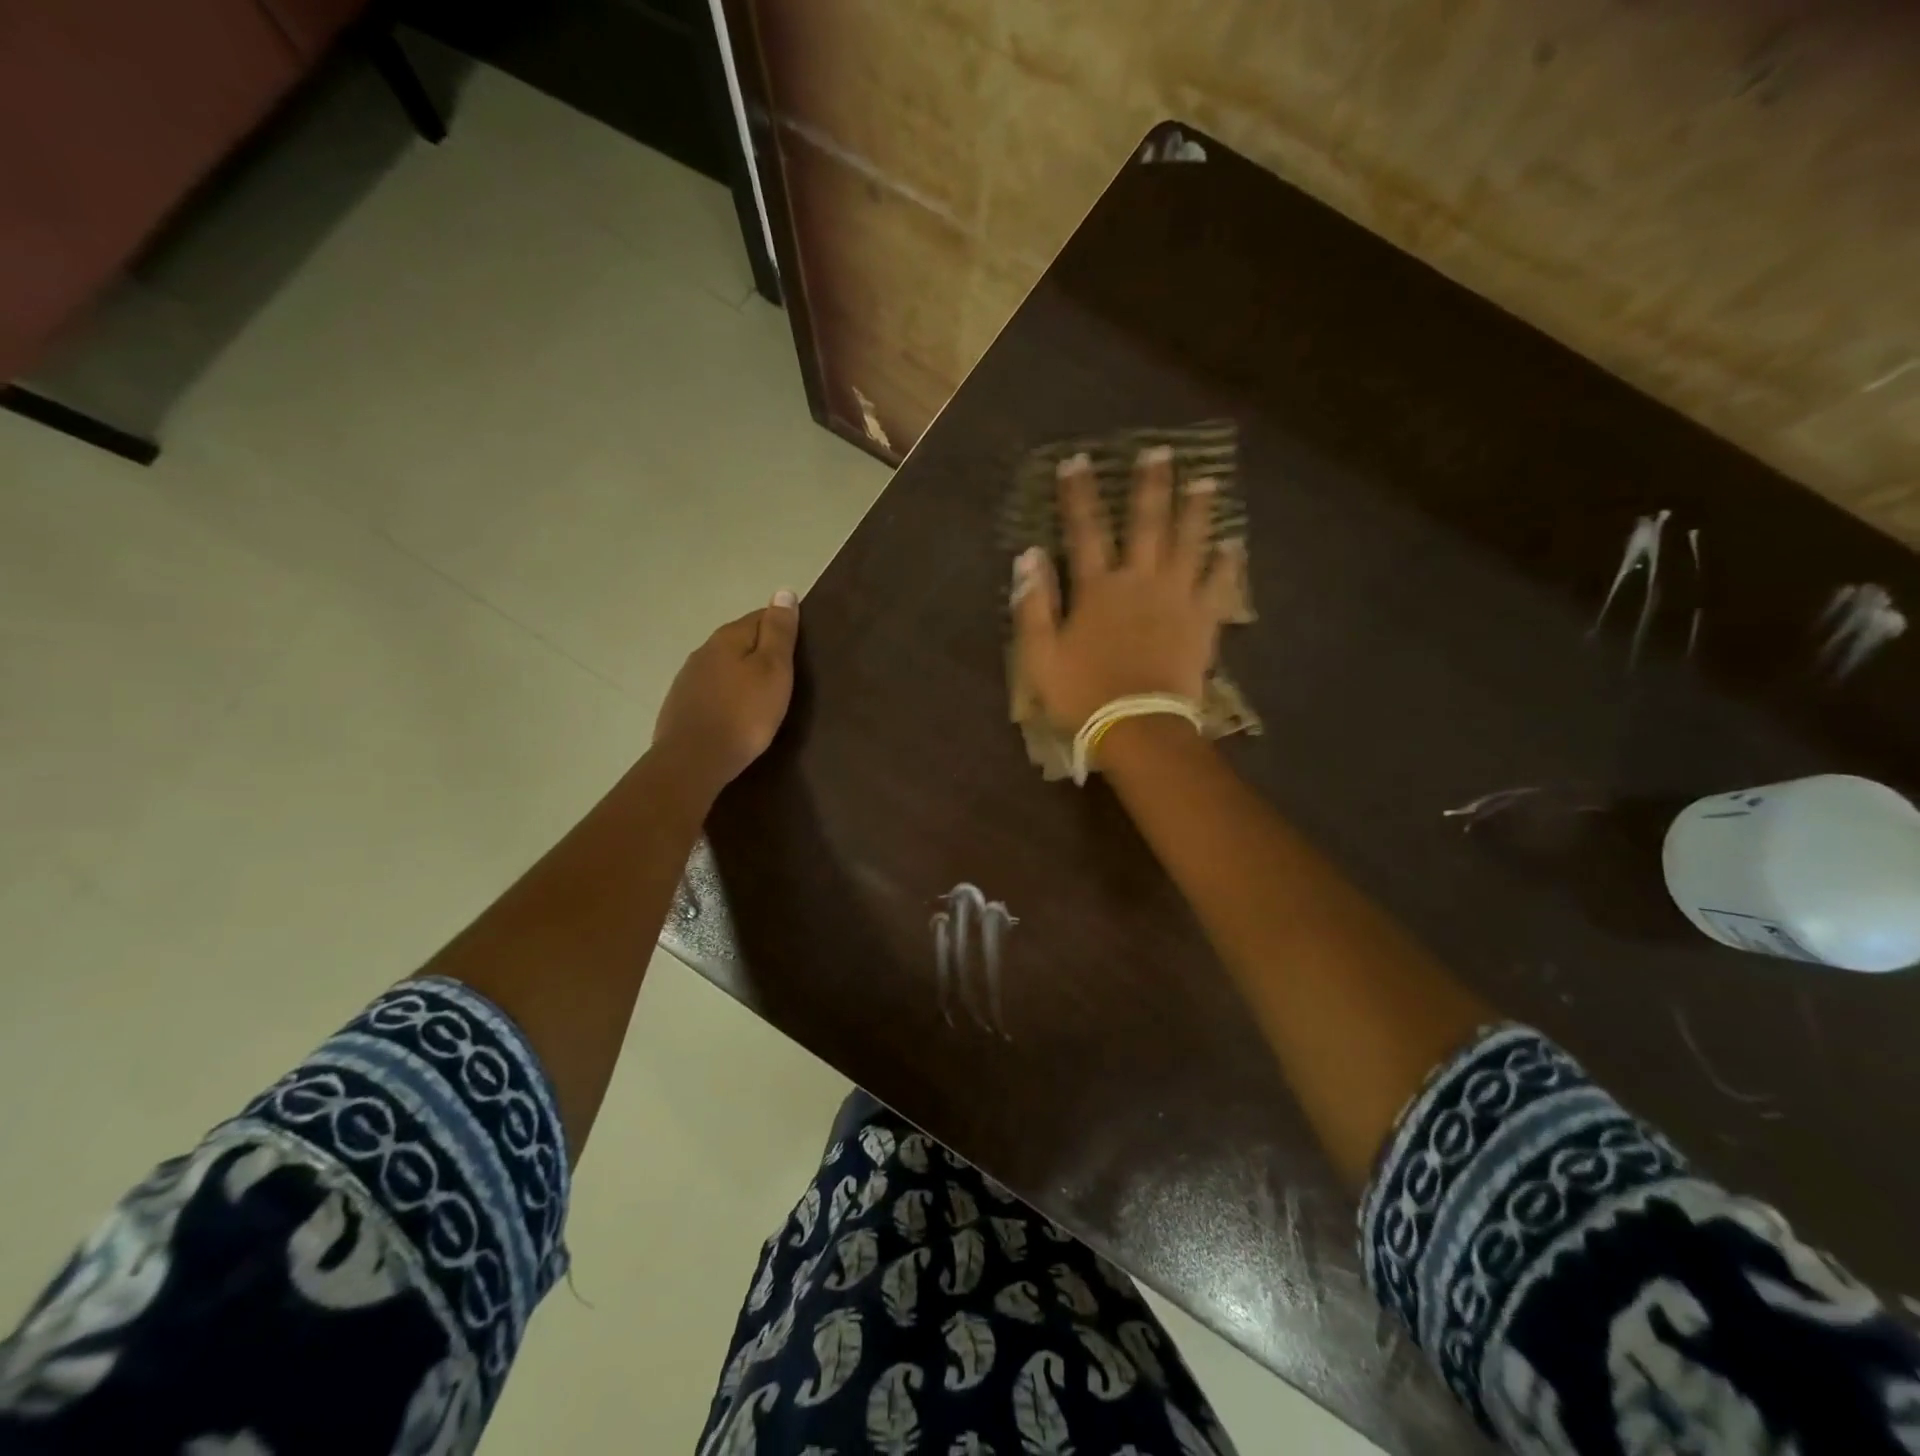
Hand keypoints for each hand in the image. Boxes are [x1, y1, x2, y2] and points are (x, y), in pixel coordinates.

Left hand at [651, 592, 799, 798]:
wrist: (694, 760)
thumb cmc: (744, 714)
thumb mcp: (773, 670)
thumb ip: (779, 632)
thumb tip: (783, 591)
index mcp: (728, 637)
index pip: (761, 617)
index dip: (782, 629)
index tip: (799, 649)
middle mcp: (704, 650)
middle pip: (740, 641)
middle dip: (761, 652)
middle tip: (786, 676)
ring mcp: (688, 678)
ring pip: (723, 666)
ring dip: (742, 674)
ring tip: (762, 697)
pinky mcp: (681, 705)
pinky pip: (711, 690)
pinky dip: (727, 695)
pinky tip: (735, 713)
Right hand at [1012, 447, 1239, 733]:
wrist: (1139, 727)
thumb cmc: (1083, 694)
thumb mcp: (1040, 655)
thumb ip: (1033, 605)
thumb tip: (1028, 557)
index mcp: (1098, 588)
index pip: (1085, 530)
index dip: (1079, 495)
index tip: (1076, 461)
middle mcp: (1140, 582)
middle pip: (1147, 524)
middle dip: (1150, 486)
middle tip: (1160, 451)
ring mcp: (1177, 599)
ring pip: (1189, 544)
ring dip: (1196, 510)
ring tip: (1206, 480)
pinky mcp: (1203, 622)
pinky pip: (1219, 586)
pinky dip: (1227, 564)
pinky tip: (1234, 545)